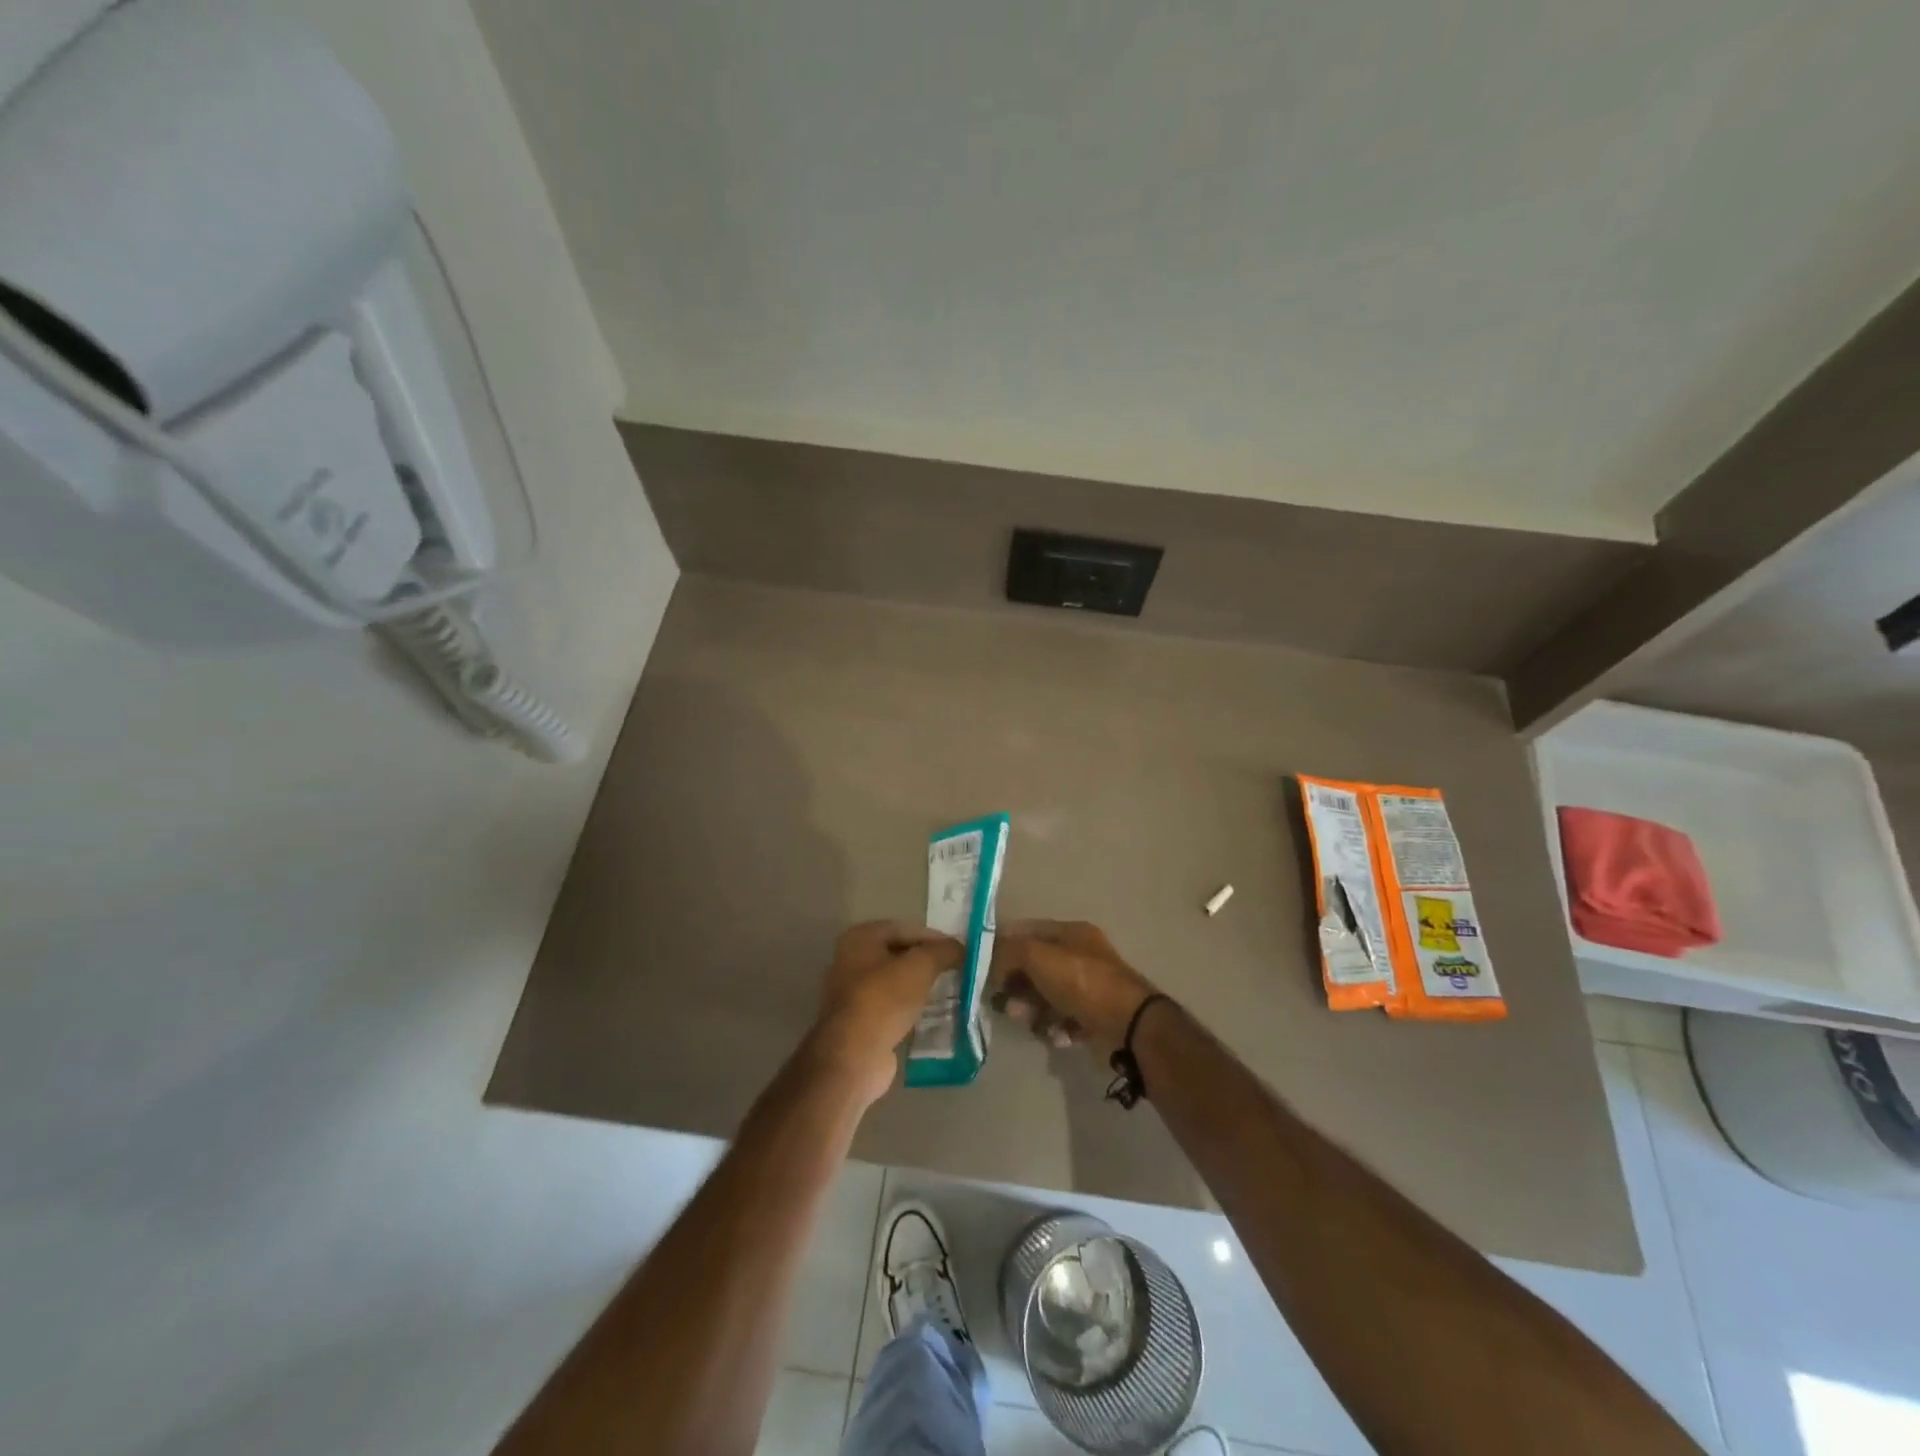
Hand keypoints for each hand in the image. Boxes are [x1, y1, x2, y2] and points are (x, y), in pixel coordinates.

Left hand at [811, 921, 963, 1104]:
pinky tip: (933, 1014)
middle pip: (899, 954)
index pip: (905, 929)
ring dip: (921, 986)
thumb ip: (943, 951)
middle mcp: (851, 960)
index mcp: (860, 938)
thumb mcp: (920, 967)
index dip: (934, 937)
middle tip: (957, 970)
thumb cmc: (884, 1000)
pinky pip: (893, 1006)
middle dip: (928, 962)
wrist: (854, 1056)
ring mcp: (853, 993)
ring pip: (896, 982)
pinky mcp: (861, 1022)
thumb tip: (961, 948)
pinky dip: (912, 1008)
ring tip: (951, 991)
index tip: (959, 951)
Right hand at [989, 921, 1157, 1053]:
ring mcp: (1088, 987)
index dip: (1003, 946)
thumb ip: (1009, 951)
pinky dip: (1055, 1027)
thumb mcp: (1038, 956)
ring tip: (1030, 1022)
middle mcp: (1080, 956)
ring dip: (1032, 1010)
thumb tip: (990, 959)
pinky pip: (1061, 1019)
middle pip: (1034, 967)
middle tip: (1005, 1004)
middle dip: (1016, 986)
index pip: (1028, 931)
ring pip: (1045, 996)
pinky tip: (1058, 1034)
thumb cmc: (1081, 981)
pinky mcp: (1093, 1017)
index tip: (983, 967)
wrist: (1129, 1025)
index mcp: (1071, 932)